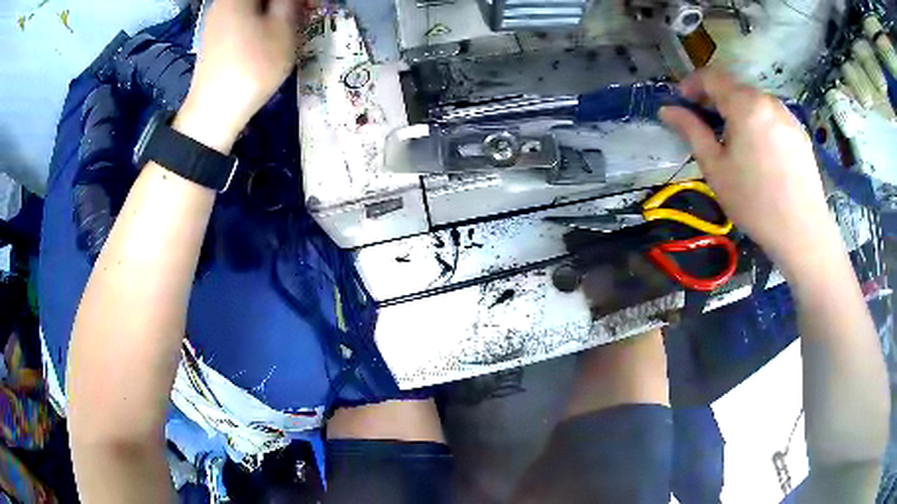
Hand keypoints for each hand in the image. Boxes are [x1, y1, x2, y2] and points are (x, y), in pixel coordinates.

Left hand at [175, 0, 316, 151]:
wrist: (214, 113)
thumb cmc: (252, 67)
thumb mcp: (282, 28)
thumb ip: (290, 2)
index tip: (310, 6)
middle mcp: (223, 2)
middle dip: (283, 3)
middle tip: (303, 13)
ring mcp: (215, 20)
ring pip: (252, 6)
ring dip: (273, 10)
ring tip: (290, 24)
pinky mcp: (214, 38)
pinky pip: (242, 17)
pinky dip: (259, 20)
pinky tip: (269, 34)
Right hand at [659, 68, 837, 275]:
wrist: (802, 233)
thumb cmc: (754, 202)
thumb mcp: (715, 168)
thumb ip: (691, 131)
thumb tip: (667, 110)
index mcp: (744, 104)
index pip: (711, 76)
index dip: (692, 83)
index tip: (682, 101)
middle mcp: (767, 100)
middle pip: (735, 87)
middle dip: (716, 99)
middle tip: (707, 124)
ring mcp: (787, 115)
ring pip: (755, 102)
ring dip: (739, 111)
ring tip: (735, 141)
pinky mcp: (800, 133)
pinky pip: (773, 117)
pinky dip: (759, 123)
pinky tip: (760, 153)